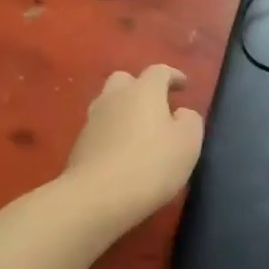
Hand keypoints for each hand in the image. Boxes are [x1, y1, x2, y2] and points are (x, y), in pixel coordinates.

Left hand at [64, 64, 204, 222]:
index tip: (183, 85)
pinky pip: (99, 130)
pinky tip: (122, 153)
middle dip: (140, 87)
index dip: (173, 76)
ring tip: (138, 131)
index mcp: (143, 90)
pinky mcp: (78, 146)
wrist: (96, 197)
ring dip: (123, 111)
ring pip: (108, 104)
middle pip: (125, 80)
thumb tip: (180, 114)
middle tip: (156, 105)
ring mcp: (92, 121)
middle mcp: (114, 98)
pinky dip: (112, 134)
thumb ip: (189, 121)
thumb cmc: (151, 164)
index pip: (159, 71)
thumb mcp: (188, 142)